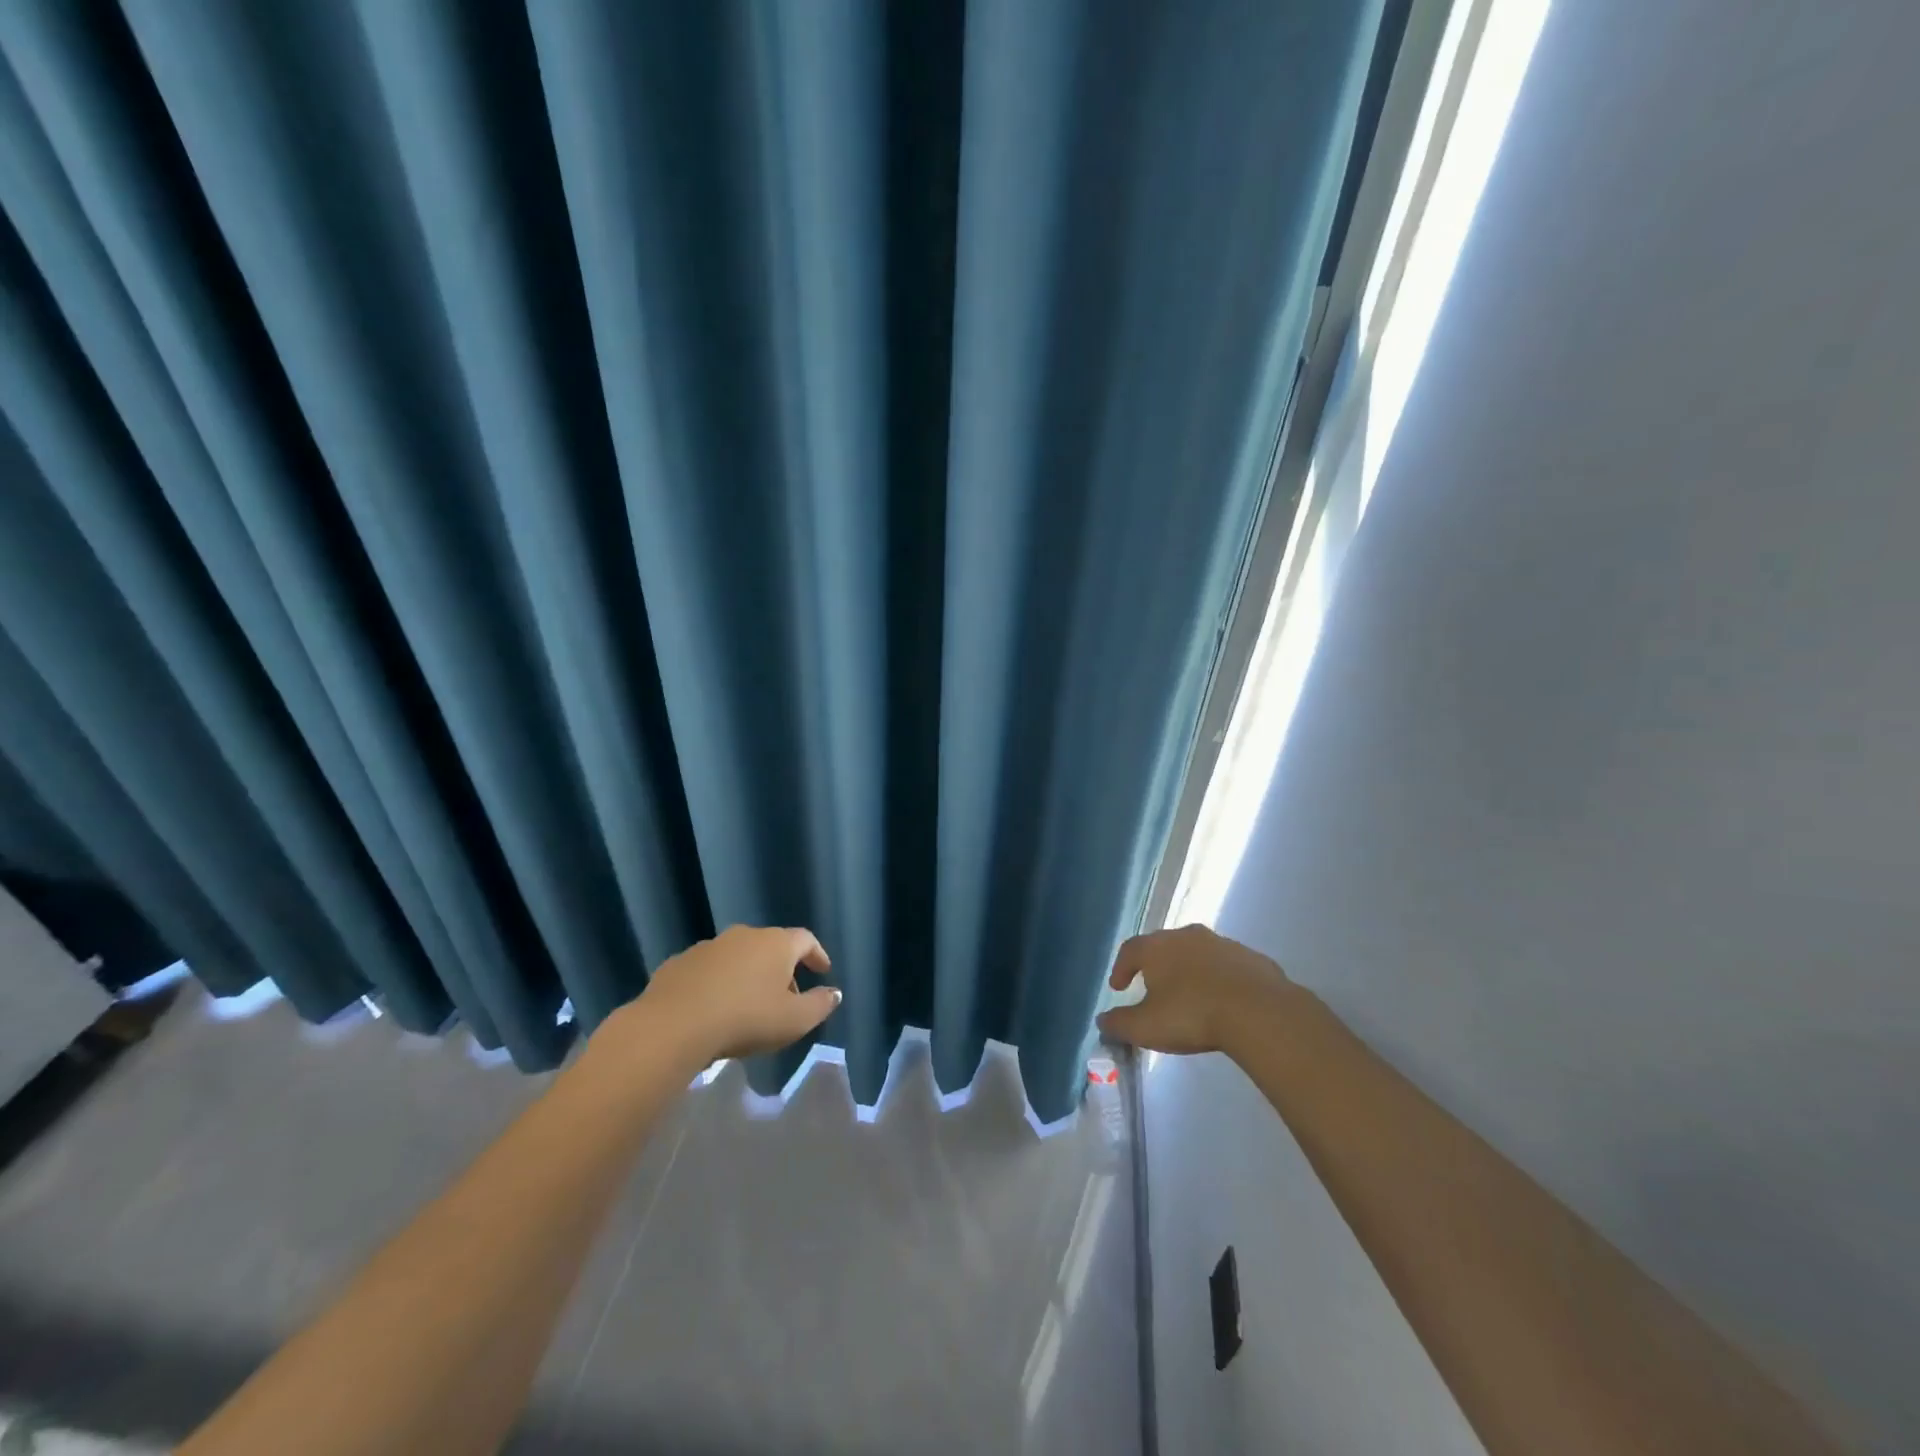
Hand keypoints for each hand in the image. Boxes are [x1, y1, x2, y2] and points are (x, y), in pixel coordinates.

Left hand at [628, 925, 839, 1064]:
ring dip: (747, 975)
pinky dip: (717, 983)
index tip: (823, 971)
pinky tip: (712, 1008)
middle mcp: (744, 936)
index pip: (806, 940)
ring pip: (738, 957)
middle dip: (781, 970)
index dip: (817, 955)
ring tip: (747, 1005)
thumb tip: (834, 992)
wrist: (673, 1025)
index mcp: (776, 944)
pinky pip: (708, 970)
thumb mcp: (794, 1021)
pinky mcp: (679, 963)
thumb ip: (820, 1005)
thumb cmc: (745, 1019)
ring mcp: (709, 946)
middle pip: (771, 947)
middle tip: (785, 998)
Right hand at [1096, 924, 1292, 1055]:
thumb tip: (1102, 1020)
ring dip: (1190, 971)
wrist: (1258, 1012)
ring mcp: (1222, 943)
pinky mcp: (1252, 958)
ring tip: (1190, 995)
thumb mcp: (1146, 1027)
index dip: (1120, 968)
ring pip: (1198, 953)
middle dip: (1156, 966)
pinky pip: (1228, 967)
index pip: (1130, 950)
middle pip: (1164, 946)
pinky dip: (1220, 979)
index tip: (1117, 987)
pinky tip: (1225, 1001)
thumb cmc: (1191, 1015)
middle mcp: (1187, 936)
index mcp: (1157, 947)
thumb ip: (1119, 1024)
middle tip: (1152, 987)